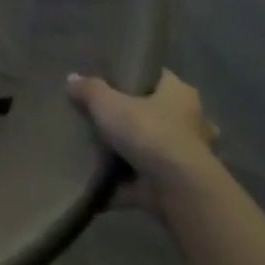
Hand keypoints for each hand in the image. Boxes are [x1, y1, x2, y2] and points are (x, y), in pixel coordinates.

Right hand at [68, 70, 219, 213]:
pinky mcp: (174, 186)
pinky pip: (142, 180)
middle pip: (158, 113)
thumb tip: (72, 79)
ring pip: (152, 148)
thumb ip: (89, 90)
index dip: (137, 75)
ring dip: (131, 151)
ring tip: (96, 147)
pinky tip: (97, 178)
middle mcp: (191, 123)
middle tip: (102, 115)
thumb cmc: (149, 132)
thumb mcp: (107, 102)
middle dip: (136, 116)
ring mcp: (184, 157)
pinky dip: (123, 182)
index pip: (160, 76)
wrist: (177, 189)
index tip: (112, 77)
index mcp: (180, 94)